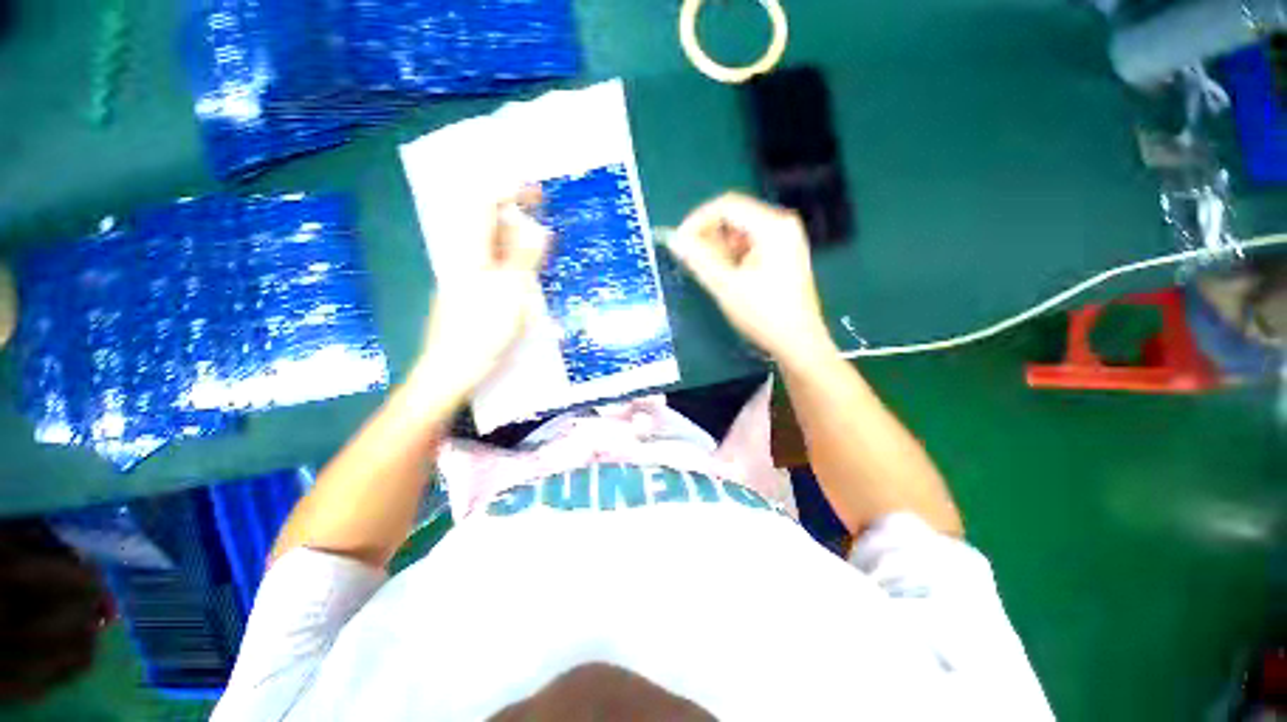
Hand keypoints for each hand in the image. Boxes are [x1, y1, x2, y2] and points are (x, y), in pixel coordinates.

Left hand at [414, 190, 550, 403]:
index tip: (536, 191)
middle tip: (544, 213)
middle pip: (488, 224)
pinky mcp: (474, 294)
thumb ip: (523, 258)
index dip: (509, 192)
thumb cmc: (481, 329)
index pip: (484, 205)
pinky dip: (514, 260)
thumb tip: (538, 228)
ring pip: (493, 246)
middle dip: (516, 212)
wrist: (452, 368)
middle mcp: (465, 258)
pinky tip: (528, 271)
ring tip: (542, 242)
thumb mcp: (509, 291)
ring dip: (517, 237)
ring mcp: (468, 277)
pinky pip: (496, 267)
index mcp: (468, 251)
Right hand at [664, 193, 834, 367]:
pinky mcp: (783, 254)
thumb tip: (675, 240)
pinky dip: (733, 255)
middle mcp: (782, 225)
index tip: (680, 241)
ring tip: (709, 271)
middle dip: (709, 235)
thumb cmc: (764, 315)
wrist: (798, 343)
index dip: (697, 220)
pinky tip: (726, 274)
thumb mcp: (726, 286)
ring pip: (741, 231)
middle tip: (691, 259)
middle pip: (735, 216)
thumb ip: (698, 259)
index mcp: (772, 227)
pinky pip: (751, 244)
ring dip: (719, 246)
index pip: (726, 206)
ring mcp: (785, 239)